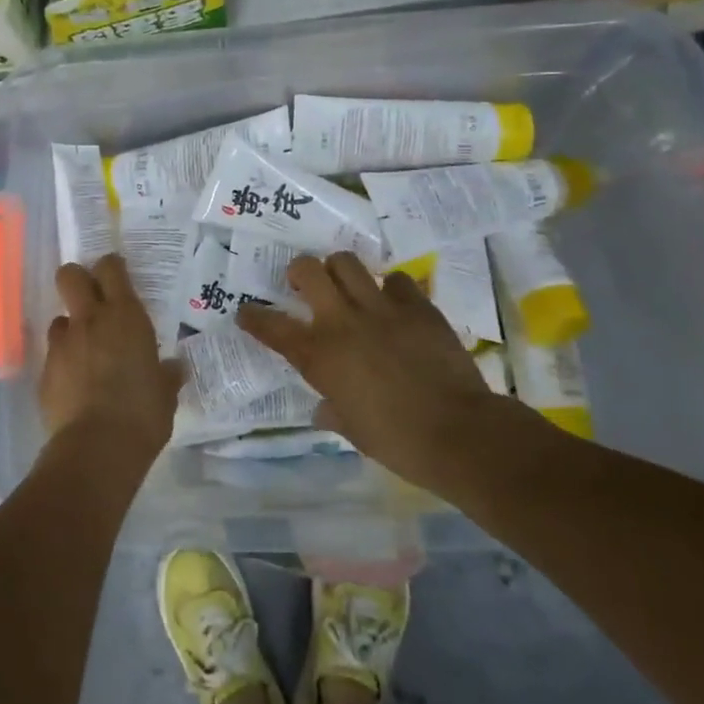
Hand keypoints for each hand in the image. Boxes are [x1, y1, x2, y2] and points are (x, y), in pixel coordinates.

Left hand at [38, 255, 180, 458]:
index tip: (117, 275)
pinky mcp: (44, 372)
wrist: (97, 447)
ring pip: (59, 319)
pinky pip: (53, 356)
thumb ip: (166, 375)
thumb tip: (173, 368)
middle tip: (91, 298)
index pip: (111, 268)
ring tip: (85, 353)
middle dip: (77, 279)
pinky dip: (63, 364)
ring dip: (71, 329)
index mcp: (125, 316)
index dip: (111, 267)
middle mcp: (90, 320)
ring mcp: (62, 344)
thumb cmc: (143, 413)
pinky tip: (76, 386)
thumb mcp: (165, 393)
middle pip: (70, 275)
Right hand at [237, 252, 510, 485]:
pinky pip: (396, 280)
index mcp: (318, 356)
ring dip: (340, 271)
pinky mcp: (418, 306)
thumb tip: (324, 409)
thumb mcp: (352, 430)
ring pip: (347, 262)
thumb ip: (332, 410)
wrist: (458, 433)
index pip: (271, 327)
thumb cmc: (396, 441)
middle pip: (308, 270)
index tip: (246, 312)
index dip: (253, 317)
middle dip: (300, 272)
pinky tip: (394, 304)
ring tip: (347, 286)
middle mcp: (342, 322)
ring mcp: (381, 309)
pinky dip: (390, 289)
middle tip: (305, 285)